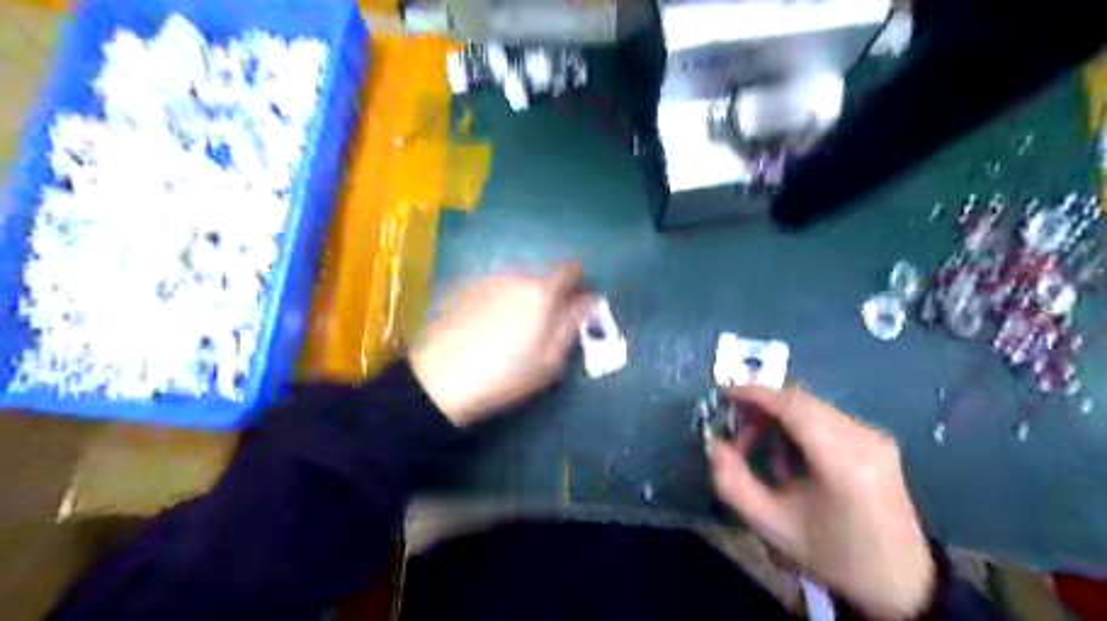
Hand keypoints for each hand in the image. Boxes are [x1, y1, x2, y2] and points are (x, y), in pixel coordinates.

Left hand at [407, 261, 595, 427]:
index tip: (575, 306)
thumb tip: (590, 301)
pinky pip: (491, 288)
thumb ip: (572, 324)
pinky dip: (497, 300)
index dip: (577, 285)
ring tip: (510, 328)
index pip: (570, 270)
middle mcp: (513, 275)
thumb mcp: (549, 360)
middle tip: (542, 325)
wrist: (437, 381)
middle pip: (541, 275)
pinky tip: (485, 326)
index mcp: (540, 291)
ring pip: (514, 281)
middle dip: (547, 294)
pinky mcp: (460, 288)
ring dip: (521, 296)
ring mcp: (484, 279)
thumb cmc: (504, 375)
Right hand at [709, 386, 932, 617]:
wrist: (899, 582)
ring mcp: (874, 436)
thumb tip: (713, 445)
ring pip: (812, 406)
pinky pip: (826, 416)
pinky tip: (790, 454)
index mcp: (842, 462)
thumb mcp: (771, 526)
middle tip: (736, 430)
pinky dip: (798, 424)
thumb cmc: (831, 554)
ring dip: (778, 416)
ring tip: (759, 446)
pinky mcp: (877, 440)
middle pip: (801, 401)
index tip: (724, 395)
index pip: (793, 406)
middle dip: (761, 407)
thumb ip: (732, 483)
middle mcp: (863, 438)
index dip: (755, 393)